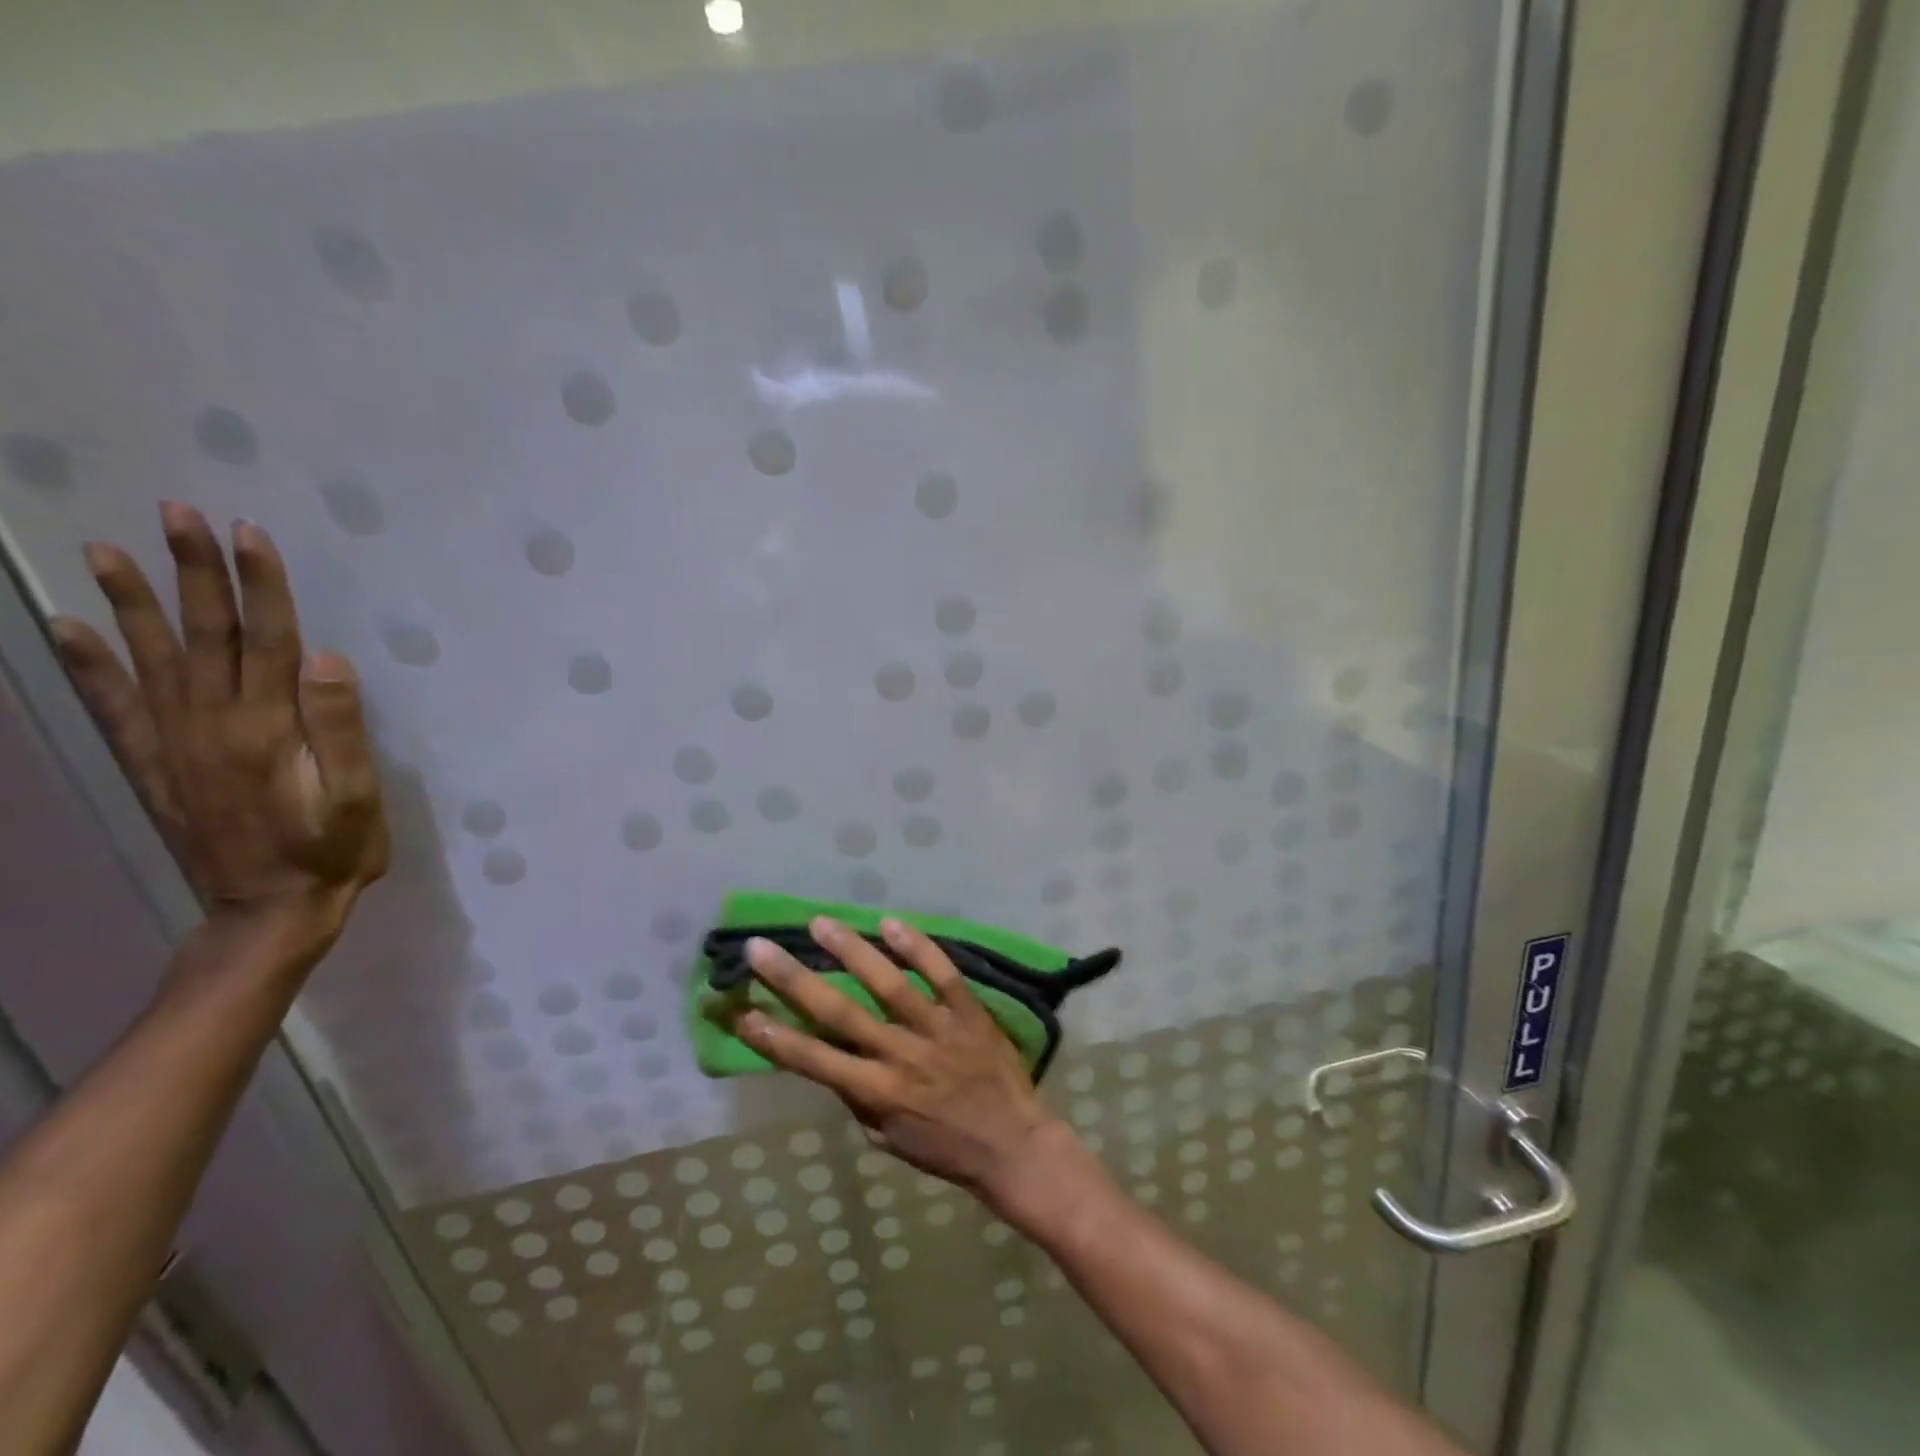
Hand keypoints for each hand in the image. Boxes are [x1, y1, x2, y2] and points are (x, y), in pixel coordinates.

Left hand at [49, 503, 388, 950]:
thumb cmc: (333, 850)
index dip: (259, 584)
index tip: (247, 532)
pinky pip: (115, 706)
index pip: (266, 639)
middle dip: (194, 571)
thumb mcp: (357, 796)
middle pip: (205, 634)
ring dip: (131, 601)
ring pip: (151, 657)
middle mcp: (212, 723)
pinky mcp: (155, 765)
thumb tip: (328, 660)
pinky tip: (70, 627)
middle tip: (176, 513)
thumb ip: (341, 729)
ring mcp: (174, 743)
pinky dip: (89, 664)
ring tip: (105, 550)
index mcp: (269, 728)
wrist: (271, 910)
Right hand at [733, 916, 1065, 1205]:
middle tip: (761, 948)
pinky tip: (891, 924)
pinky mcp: (970, 1013)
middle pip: (840, 1012)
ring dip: (852, 950)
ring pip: (889, 984)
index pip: (813, 1061)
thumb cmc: (945, 1149)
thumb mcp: (888, 1140)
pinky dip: (918, 948)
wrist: (1015, 1147)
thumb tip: (828, 1060)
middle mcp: (901, 1056)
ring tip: (820, 923)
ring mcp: (937, 1030)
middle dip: (795, 979)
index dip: (774, 1037)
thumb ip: (857, 1098)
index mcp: (877, 1092)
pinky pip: (943, 975)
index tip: (742, 1010)